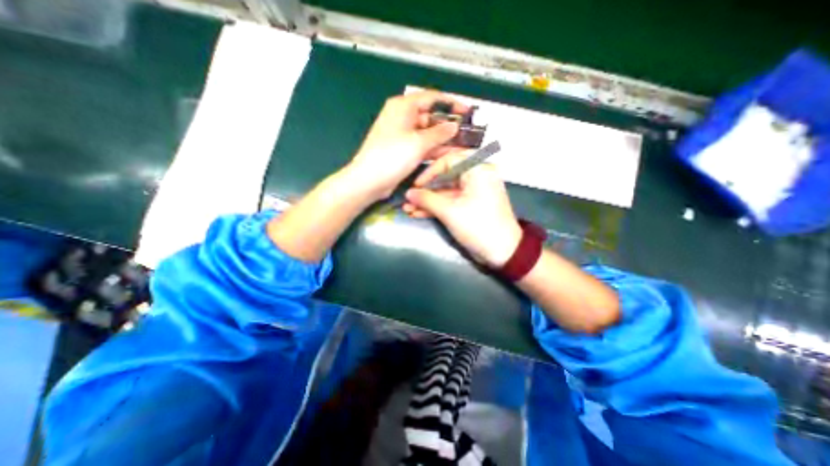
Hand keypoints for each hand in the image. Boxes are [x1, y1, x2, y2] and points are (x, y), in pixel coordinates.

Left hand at [347, 90, 469, 199]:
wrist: (369, 180)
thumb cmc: (391, 157)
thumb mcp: (419, 142)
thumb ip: (439, 133)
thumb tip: (454, 125)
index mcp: (403, 107)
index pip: (432, 98)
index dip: (451, 103)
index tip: (467, 111)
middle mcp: (402, 118)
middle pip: (430, 116)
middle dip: (448, 125)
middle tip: (466, 132)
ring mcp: (402, 135)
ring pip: (427, 133)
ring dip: (443, 139)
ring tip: (461, 144)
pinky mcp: (403, 150)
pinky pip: (422, 145)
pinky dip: (433, 149)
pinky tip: (448, 154)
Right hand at [400, 156, 516, 266]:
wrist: (502, 252)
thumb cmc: (477, 226)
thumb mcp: (449, 211)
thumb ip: (427, 199)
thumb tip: (408, 193)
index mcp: (478, 169)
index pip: (448, 161)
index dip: (429, 172)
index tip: (415, 185)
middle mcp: (477, 176)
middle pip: (445, 178)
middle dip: (425, 190)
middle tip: (408, 199)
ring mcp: (473, 192)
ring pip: (446, 192)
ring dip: (428, 201)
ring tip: (408, 209)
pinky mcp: (470, 205)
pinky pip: (451, 201)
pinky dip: (437, 207)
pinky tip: (418, 213)